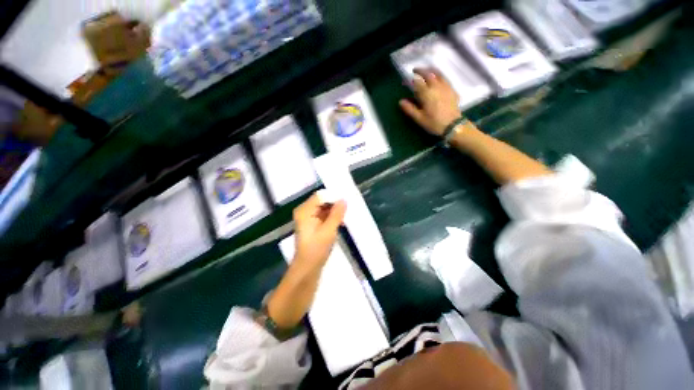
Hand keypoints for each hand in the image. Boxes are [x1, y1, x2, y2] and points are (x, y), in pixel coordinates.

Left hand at [292, 193, 346, 271]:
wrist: (307, 267)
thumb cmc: (317, 248)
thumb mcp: (329, 230)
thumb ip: (337, 214)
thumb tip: (344, 200)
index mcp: (305, 210)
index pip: (320, 196)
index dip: (333, 197)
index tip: (345, 202)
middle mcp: (304, 211)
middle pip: (321, 201)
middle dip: (334, 205)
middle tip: (346, 211)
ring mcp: (307, 217)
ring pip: (323, 208)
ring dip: (334, 212)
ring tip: (344, 218)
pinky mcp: (311, 224)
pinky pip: (322, 215)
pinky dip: (331, 217)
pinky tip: (339, 223)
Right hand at [399, 68, 461, 135]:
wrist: (453, 126)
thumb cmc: (434, 123)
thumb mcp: (419, 118)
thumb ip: (410, 109)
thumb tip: (401, 101)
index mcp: (427, 94)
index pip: (417, 82)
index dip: (411, 80)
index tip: (406, 80)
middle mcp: (436, 87)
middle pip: (428, 73)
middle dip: (421, 70)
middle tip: (415, 71)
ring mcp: (446, 87)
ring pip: (438, 74)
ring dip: (431, 70)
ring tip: (426, 71)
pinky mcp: (452, 90)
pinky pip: (445, 79)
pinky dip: (439, 76)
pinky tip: (438, 80)